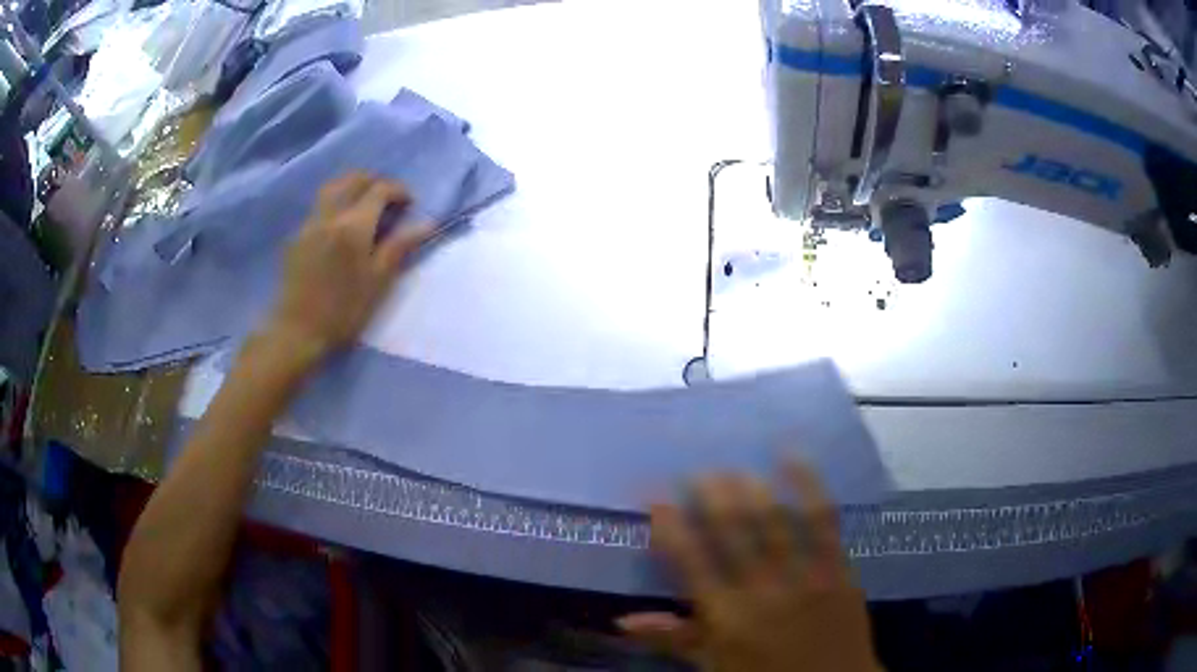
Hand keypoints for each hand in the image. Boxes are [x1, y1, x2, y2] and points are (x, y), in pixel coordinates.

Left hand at [264, 172, 432, 363]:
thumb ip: (400, 246)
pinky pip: (320, 205)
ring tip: (365, 205)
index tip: (410, 204)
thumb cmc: (344, 311)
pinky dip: (336, 202)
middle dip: (375, 181)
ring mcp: (310, 223)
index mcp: (353, 226)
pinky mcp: (298, 235)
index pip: (379, 190)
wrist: (298, 331)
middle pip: (353, 179)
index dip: (398, 191)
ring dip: (353, 187)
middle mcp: (330, 215)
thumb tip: (427, 223)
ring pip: (333, 187)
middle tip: (389, 200)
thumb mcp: (379, 282)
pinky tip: (342, 225)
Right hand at [618, 463, 881, 671]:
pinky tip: (793, 459)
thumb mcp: (713, 666)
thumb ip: (672, 639)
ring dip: (750, 487)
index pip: (689, 561)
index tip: (655, 496)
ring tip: (733, 467)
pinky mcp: (839, 568)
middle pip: (732, 531)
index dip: (670, 525)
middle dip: (711, 495)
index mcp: (725, 617)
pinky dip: (808, 486)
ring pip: (774, 519)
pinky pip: (824, 520)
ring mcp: (805, 576)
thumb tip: (622, 620)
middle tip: (698, 472)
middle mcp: (762, 590)